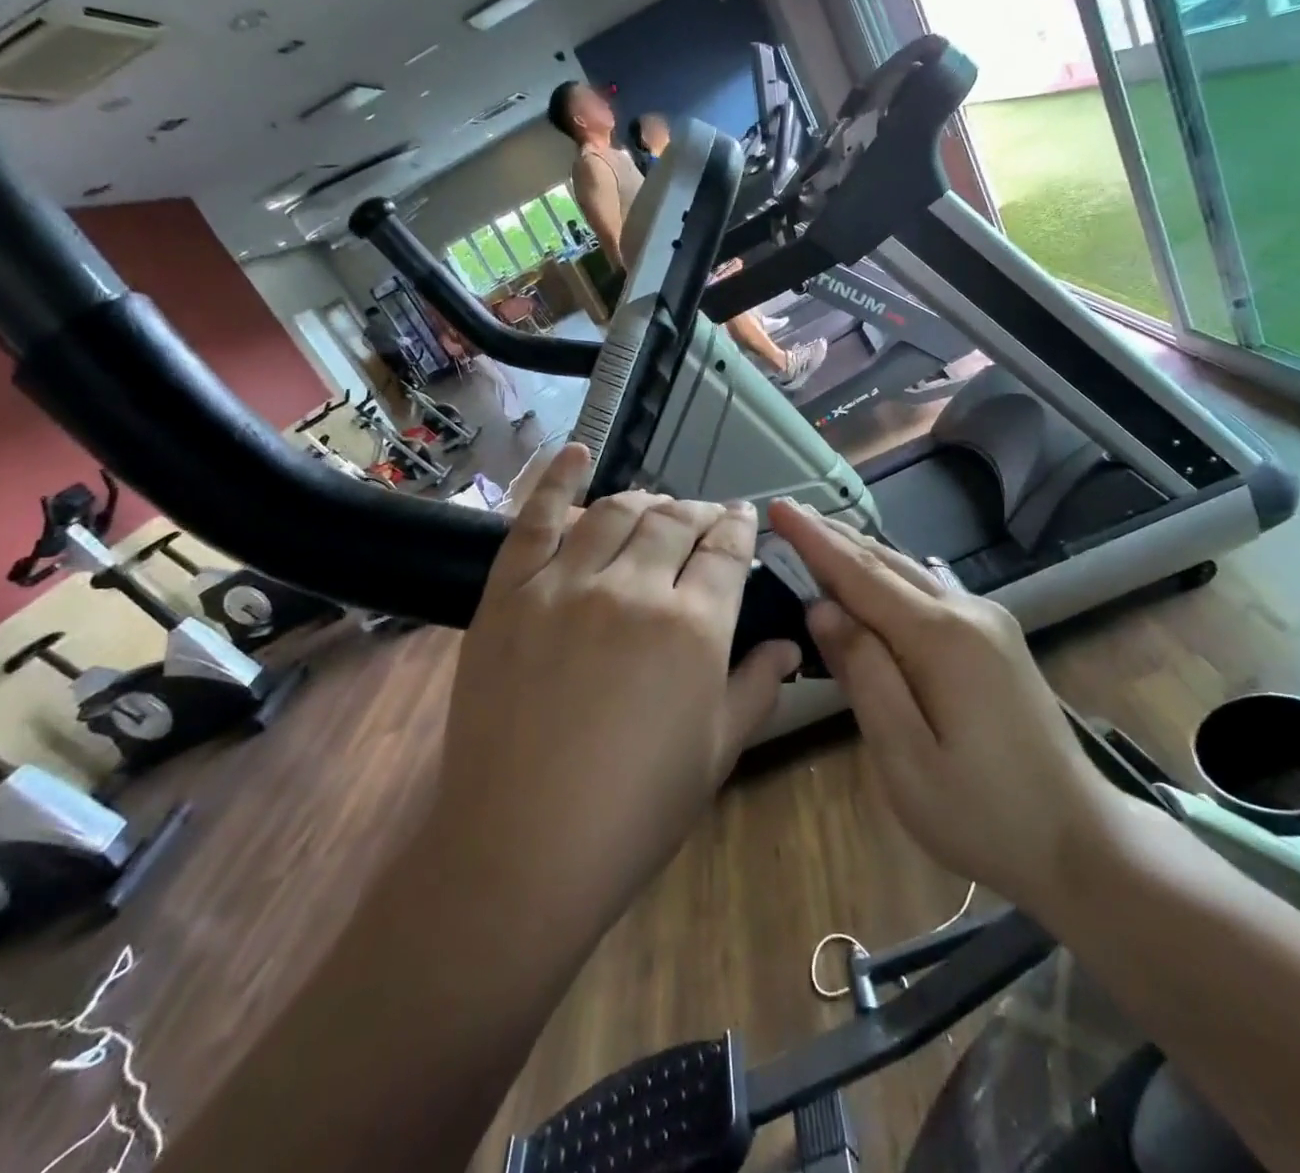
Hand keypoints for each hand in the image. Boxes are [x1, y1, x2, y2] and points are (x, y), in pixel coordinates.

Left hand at [437, 445, 799, 925]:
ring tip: (657, 507)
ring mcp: (565, 584)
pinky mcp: (510, 593)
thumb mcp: (717, 753)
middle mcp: (633, 589)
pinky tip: (576, 453)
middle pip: (676, 522)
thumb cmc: (635, 810)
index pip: (725, 552)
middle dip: (699, 513)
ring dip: (646, 501)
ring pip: (617, 512)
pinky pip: (536, 519)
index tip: (743, 520)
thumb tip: (789, 643)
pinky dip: (559, 480)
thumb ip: (757, 686)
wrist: (522, 846)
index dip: (739, 529)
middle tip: (705, 520)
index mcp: (693, 627)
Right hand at [767, 501, 1113, 915]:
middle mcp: (967, 613)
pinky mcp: (996, 640)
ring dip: (860, 554)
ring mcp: (988, 623)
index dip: (815, 541)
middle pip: (886, 563)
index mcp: (940, 638)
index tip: (778, 506)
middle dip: (833, 537)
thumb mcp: (905, 756)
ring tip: (817, 535)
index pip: (861, 574)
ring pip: (910, 573)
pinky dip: (889, 578)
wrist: (1082, 842)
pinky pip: (930, 592)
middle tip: (787, 512)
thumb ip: (864, 674)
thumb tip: (823, 609)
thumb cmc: (982, 812)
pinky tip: (872, 579)